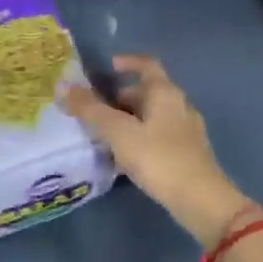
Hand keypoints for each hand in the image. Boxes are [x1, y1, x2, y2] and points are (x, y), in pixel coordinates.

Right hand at [61, 55, 253, 245]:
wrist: (199, 199)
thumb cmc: (158, 158)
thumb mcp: (118, 132)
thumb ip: (90, 109)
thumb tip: (63, 86)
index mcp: (166, 94)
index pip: (148, 65)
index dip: (128, 62)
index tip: (108, 67)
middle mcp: (180, 106)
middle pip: (148, 93)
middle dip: (121, 98)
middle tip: (95, 110)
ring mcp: (186, 132)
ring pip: (152, 117)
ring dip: (129, 121)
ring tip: (104, 136)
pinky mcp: (187, 155)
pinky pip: (158, 138)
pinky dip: (139, 139)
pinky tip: (124, 158)